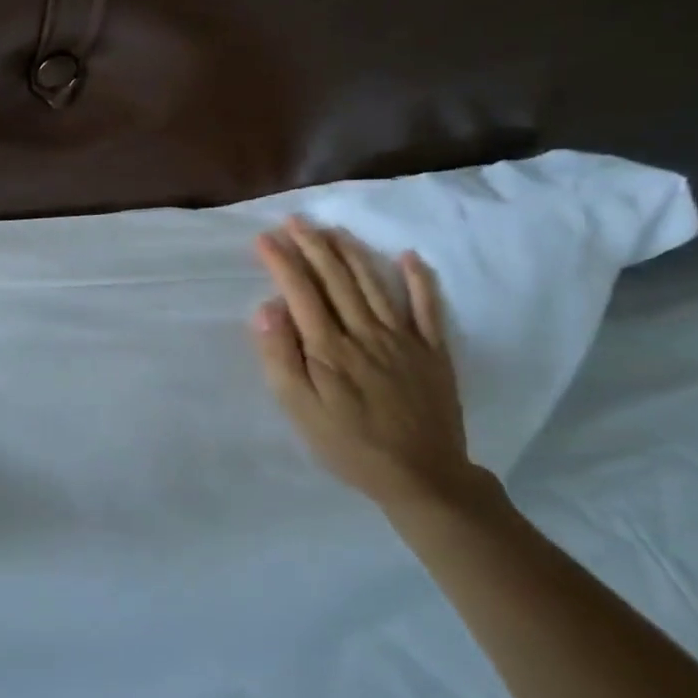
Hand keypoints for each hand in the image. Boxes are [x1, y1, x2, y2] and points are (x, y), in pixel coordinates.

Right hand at [251, 220, 492, 513]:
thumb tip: (267, 309)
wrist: (420, 476)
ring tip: (332, 230)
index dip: (282, 262)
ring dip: (351, 252)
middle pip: (336, 279)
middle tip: (294, 221)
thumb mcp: (300, 410)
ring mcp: (403, 338)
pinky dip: (419, 279)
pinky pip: (427, 307)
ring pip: (374, 283)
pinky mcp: (433, 350)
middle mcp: (365, 332)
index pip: (301, 292)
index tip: (264, 239)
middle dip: (312, 246)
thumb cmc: (349, 445)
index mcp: (329, 347)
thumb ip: (282, 357)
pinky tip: (408, 257)